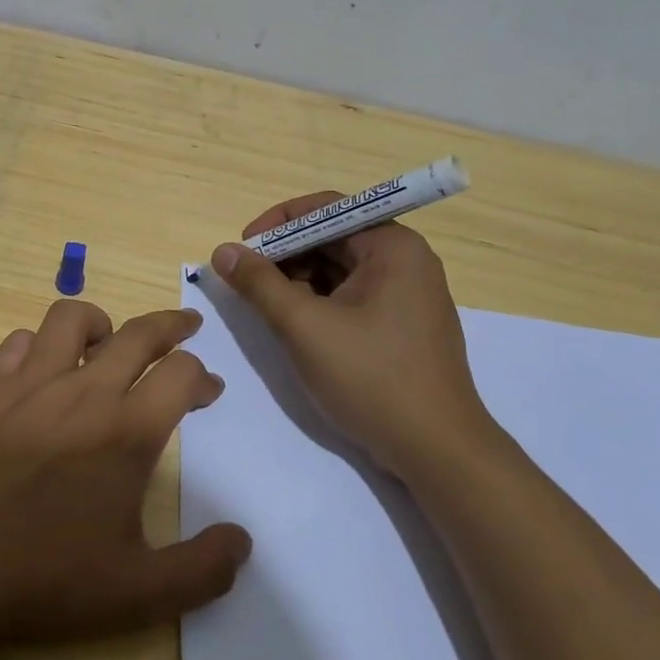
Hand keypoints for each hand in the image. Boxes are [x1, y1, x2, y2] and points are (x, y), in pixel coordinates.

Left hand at [0, 299, 251, 650]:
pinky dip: (38, 345)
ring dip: (100, 322)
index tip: (208, 389)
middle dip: (171, 324)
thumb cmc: (42, 578)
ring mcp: (28, 384)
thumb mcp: (137, 593)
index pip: (181, 374)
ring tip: (108, 342)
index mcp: (127, 431)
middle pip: (139, 333)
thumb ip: (201, 569)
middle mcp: (82, 392)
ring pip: (71, 318)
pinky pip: (17, 342)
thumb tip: (242, 541)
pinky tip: (39, 370)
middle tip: (185, 326)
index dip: (203, 376)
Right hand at [210, 194, 495, 479]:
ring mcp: (407, 293)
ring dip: (298, 281)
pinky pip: (351, 295)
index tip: (242, 250)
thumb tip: (223, 252)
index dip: (277, 224)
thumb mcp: (304, 327)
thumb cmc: (371, 378)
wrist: (436, 450)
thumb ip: (259, 284)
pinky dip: (319, 303)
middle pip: (331, 238)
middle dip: (285, 256)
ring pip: (338, 269)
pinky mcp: (402, 324)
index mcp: (392, 246)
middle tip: (247, 282)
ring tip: (268, 309)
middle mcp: (405, 260)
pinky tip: (297, 327)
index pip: (325, 209)